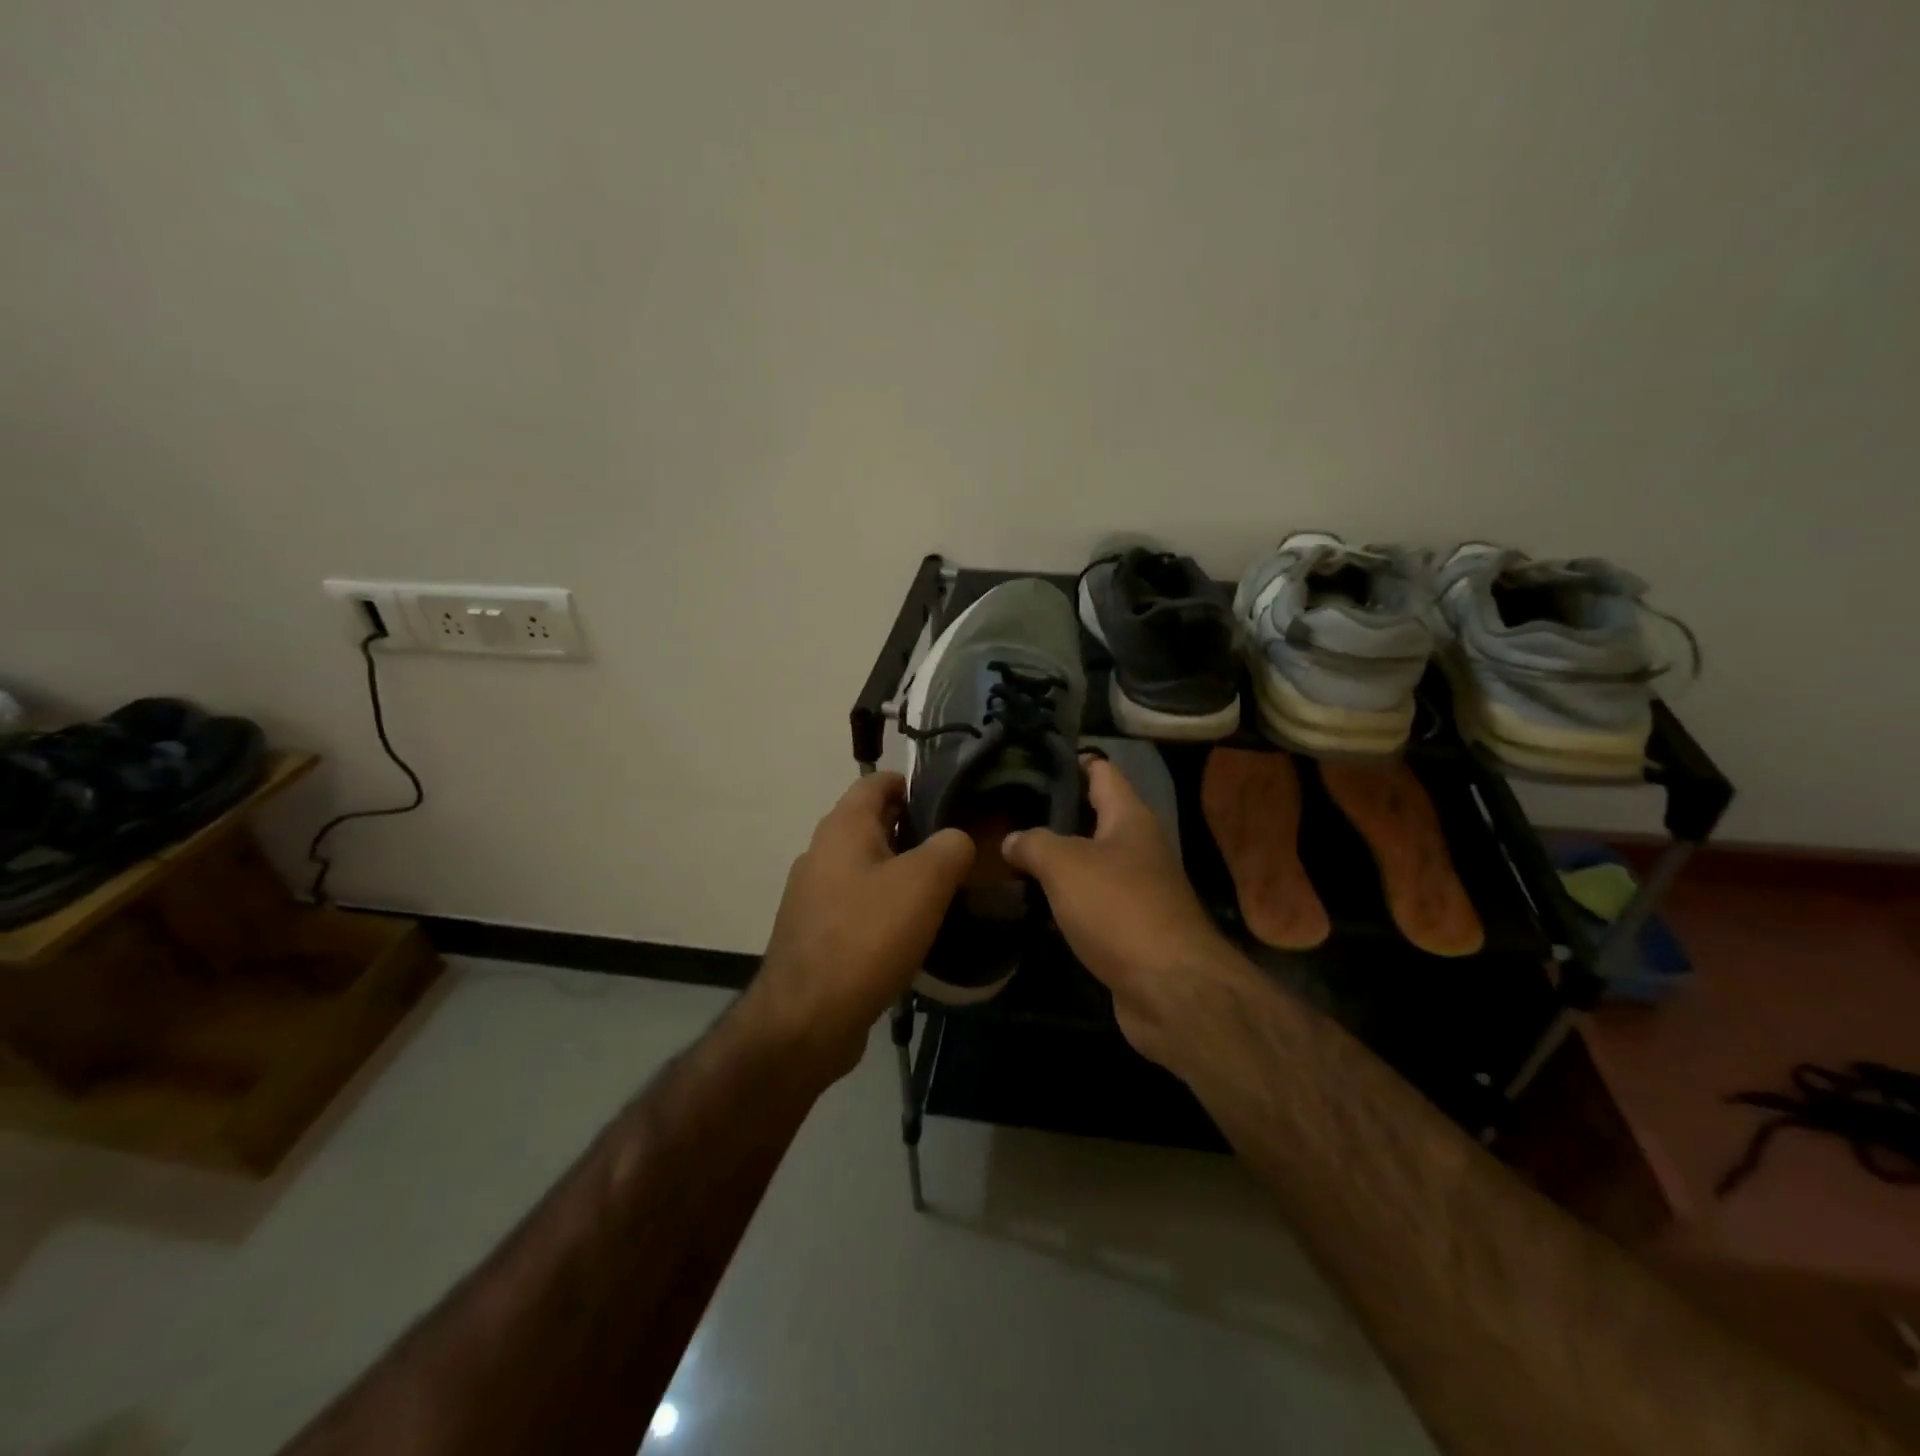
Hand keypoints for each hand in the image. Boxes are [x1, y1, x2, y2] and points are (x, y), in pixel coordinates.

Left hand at [749, 772, 973, 1077]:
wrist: (808, 1018)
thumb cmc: (868, 935)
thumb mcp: (925, 881)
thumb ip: (951, 846)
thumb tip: (957, 839)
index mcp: (843, 826)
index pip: (878, 782)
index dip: (915, 783)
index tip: (954, 799)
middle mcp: (822, 851)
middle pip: (875, 824)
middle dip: (916, 831)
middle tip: (961, 849)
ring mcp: (815, 894)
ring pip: (868, 867)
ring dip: (903, 872)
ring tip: (946, 890)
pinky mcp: (817, 932)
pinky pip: (859, 904)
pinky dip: (886, 907)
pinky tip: (914, 930)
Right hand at [1003, 757, 1235, 1057]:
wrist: (1170, 988)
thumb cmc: (1119, 908)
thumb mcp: (1065, 864)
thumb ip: (1034, 843)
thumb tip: (1011, 841)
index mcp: (1130, 818)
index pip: (1102, 772)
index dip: (1072, 760)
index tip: (1034, 758)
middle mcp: (1138, 847)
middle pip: (1095, 817)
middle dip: (1055, 814)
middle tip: (1008, 810)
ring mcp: (1138, 889)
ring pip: (1091, 862)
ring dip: (1058, 860)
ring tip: (1011, 853)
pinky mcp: (1131, 928)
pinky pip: (1092, 902)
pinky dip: (1065, 899)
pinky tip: (1033, 902)